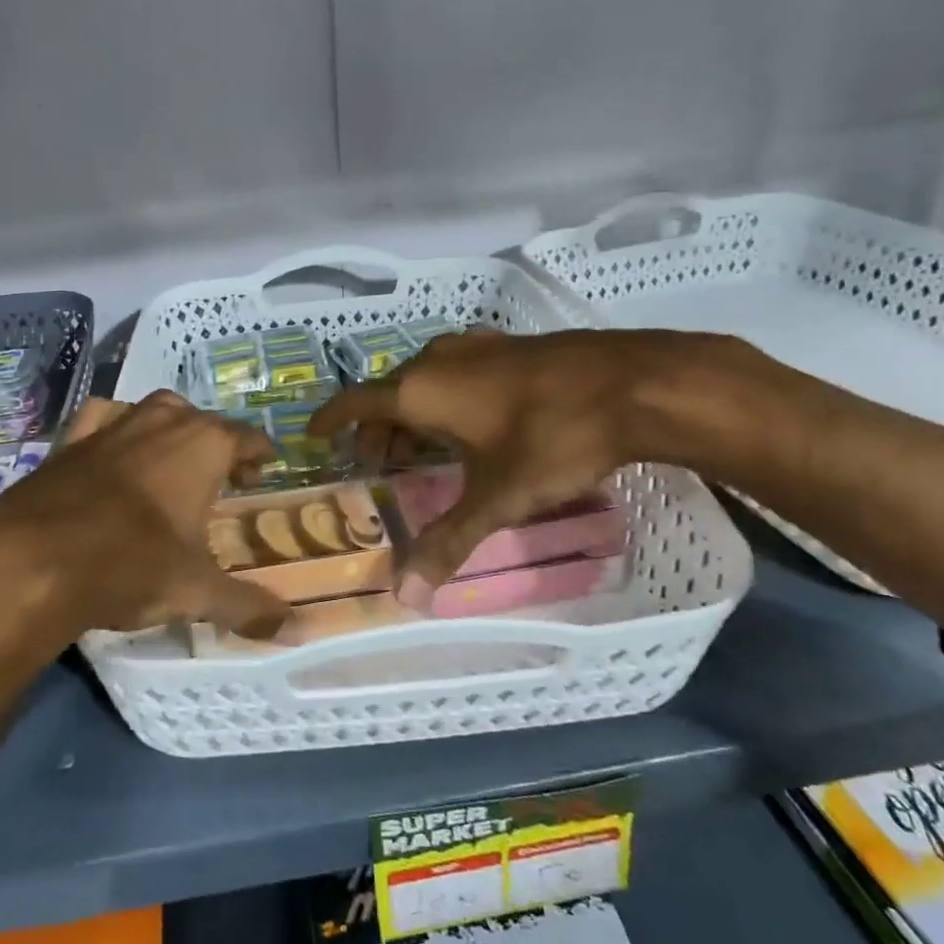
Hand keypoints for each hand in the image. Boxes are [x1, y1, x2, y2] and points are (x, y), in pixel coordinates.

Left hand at [0, 392, 290, 662]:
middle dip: (218, 442)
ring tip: (174, 459)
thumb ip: (247, 607)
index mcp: (203, 446)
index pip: (246, 437)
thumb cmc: (129, 566)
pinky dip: (116, 425)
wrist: (30, 564)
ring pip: (155, 409)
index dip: (259, 454)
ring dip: (172, 427)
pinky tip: (114, 450)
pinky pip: (103, 417)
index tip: (264, 470)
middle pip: (203, 419)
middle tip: (222, 477)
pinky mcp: (70, 440)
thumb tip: (296, 629)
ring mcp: (113, 425)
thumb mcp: (195, 592)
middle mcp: (162, 423)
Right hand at [308, 328, 743, 603]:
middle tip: (376, 462)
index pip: (356, 402)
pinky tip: (471, 420)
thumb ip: (447, 542)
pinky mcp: (509, 346)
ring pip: (424, 379)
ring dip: (412, 412)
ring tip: (419, 448)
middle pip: (389, 392)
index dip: (331, 419)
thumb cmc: (551, 438)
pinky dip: (445, 396)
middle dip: (376, 427)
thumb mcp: (497, 498)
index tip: (313, 434)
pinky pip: (456, 371)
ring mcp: (476, 346)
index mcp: (420, 390)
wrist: (631, 383)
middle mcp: (438, 359)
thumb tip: (404, 598)